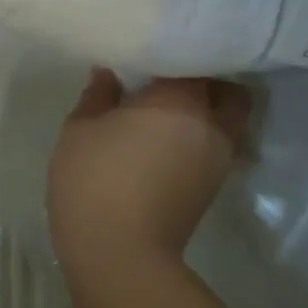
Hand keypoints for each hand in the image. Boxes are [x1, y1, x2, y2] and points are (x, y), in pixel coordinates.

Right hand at [48, 71, 250, 277]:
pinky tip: (166, 142)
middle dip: (205, 81)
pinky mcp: (213, 186)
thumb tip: (108, 74)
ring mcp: (219, 158)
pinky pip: (216, 146)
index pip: (193, 59)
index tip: (149, 52)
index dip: (173, 53)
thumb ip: (97, 95)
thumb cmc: (94, 182)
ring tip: (167, 112)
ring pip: (228, 120)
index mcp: (180, 100)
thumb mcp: (80, 130)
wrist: (120, 255)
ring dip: (206, 112)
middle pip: (228, 89)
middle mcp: (212, 124)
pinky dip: (200, 138)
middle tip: (168, 81)